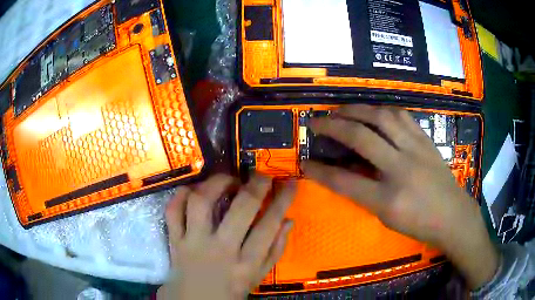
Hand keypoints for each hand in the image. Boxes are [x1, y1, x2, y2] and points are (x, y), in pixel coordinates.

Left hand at [158, 174, 295, 299]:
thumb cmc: (230, 290)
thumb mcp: (258, 276)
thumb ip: (275, 250)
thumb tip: (288, 221)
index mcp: (246, 262)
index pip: (270, 224)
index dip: (283, 200)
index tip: (289, 183)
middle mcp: (221, 249)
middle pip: (241, 209)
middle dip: (256, 185)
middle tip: (261, 176)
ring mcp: (193, 242)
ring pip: (201, 202)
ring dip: (216, 184)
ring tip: (227, 181)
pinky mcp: (174, 239)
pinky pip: (173, 210)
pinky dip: (181, 195)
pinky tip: (194, 192)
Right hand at [302, 105, 498, 289]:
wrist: (454, 215)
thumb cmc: (420, 224)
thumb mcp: (387, 218)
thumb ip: (365, 193)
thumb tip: (346, 170)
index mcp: (388, 199)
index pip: (344, 181)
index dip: (320, 171)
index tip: (303, 162)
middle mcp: (401, 169)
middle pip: (361, 137)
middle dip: (333, 126)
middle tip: (317, 121)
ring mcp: (416, 149)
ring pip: (382, 117)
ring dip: (357, 109)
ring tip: (342, 110)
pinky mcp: (425, 140)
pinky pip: (401, 115)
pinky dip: (382, 110)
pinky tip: (374, 111)